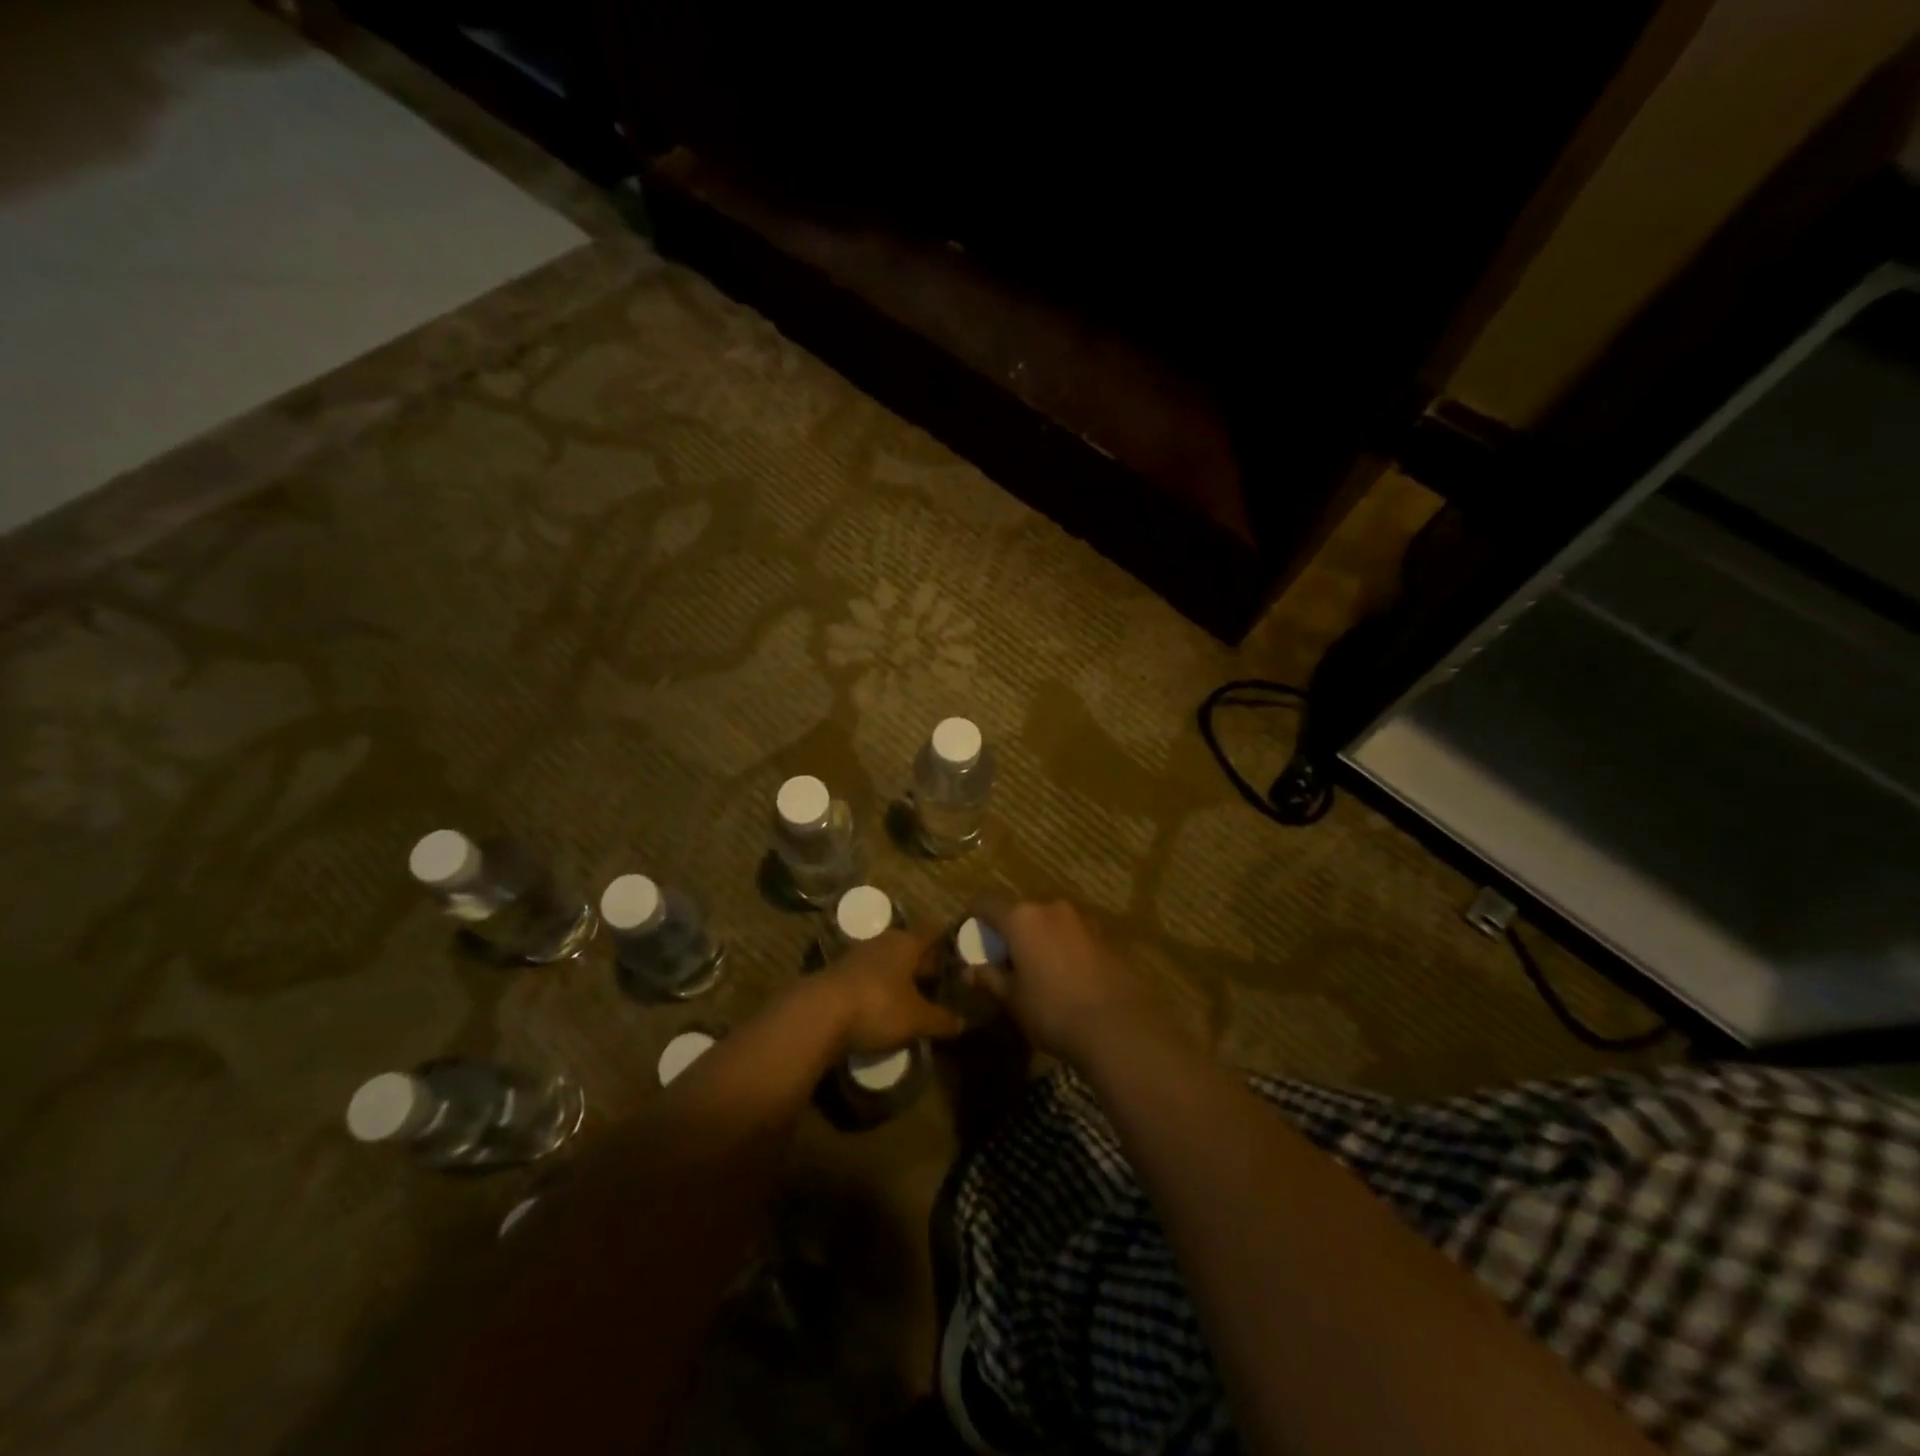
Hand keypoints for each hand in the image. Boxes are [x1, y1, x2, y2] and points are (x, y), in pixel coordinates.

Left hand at [822, 927, 963, 1054]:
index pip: (932, 932)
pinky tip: (886, 1008)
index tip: (960, 949)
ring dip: (900, 978)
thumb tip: (963, 1023)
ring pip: (888, 963)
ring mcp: (857, 958)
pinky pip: (869, 979)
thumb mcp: (916, 1018)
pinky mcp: (839, 977)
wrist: (818, 1014)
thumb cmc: (878, 1005)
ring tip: (916, 996)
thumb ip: (941, 1019)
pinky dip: (880, 990)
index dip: (946, 940)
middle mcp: (883, 942)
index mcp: (906, 943)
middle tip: (943, 979)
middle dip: (925, 963)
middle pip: (910, 947)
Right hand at [967, 899, 1156, 1064]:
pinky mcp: (1107, 936)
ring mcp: (1083, 920)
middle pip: (1021, 912)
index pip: (986, 903)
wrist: (1119, 1026)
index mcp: (1022, 918)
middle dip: (1011, 931)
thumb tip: (968, 971)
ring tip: (1040, 971)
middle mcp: (1051, 908)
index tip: (972, 935)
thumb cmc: (1053, 1011)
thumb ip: (989, 979)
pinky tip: (1069, 978)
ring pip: (1050, 923)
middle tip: (1006, 960)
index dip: (974, 916)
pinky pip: (1074, 936)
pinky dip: (1065, 949)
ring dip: (1040, 939)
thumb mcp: (1013, 999)